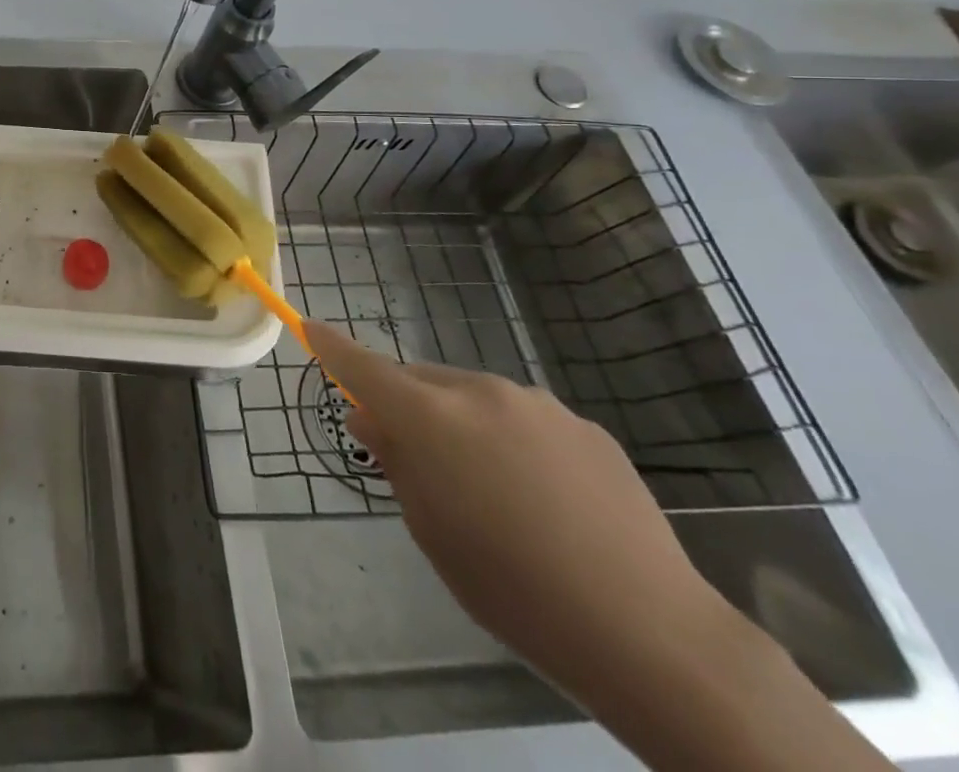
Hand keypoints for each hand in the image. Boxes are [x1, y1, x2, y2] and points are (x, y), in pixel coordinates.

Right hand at [304, 318, 730, 698]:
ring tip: (493, 488)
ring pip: (473, 397)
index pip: (362, 366)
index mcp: (430, 416)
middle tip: (419, 458)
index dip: (332, 347)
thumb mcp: (429, 528)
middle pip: (421, 381)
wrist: (647, 631)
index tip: (310, 328)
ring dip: (463, 422)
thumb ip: (395, 460)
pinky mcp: (583, 425)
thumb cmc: (511, 587)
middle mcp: (478, 391)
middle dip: (409, 404)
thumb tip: (370, 418)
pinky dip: (513, 439)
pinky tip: (545, 498)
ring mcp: (537, 403)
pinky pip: (524, 418)